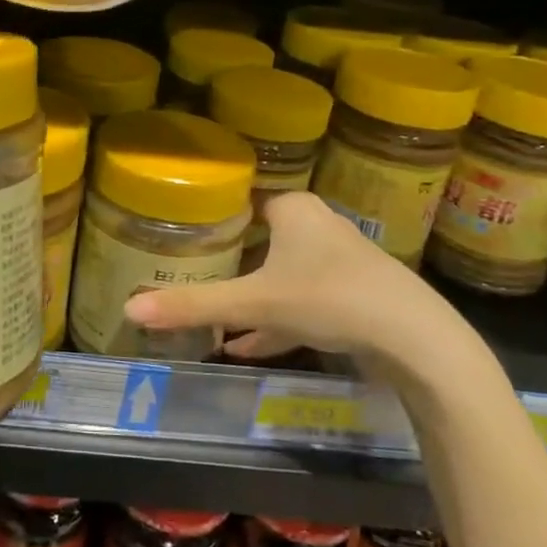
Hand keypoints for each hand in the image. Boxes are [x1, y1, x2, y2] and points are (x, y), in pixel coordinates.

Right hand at [122, 191, 482, 382]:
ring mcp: (338, 263)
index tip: (181, 232)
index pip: (244, 199)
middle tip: (189, 273)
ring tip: (211, 319)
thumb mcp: (254, 303)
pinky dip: (274, 322)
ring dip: (250, 298)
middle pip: (260, 240)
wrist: (417, 341)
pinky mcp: (352, 297)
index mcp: (294, 210)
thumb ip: (194, 305)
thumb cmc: (330, 298)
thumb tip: (129, 308)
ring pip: (280, 275)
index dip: (213, 215)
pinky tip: (244, 347)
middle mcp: (317, 227)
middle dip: (228, 262)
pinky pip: (301, 303)